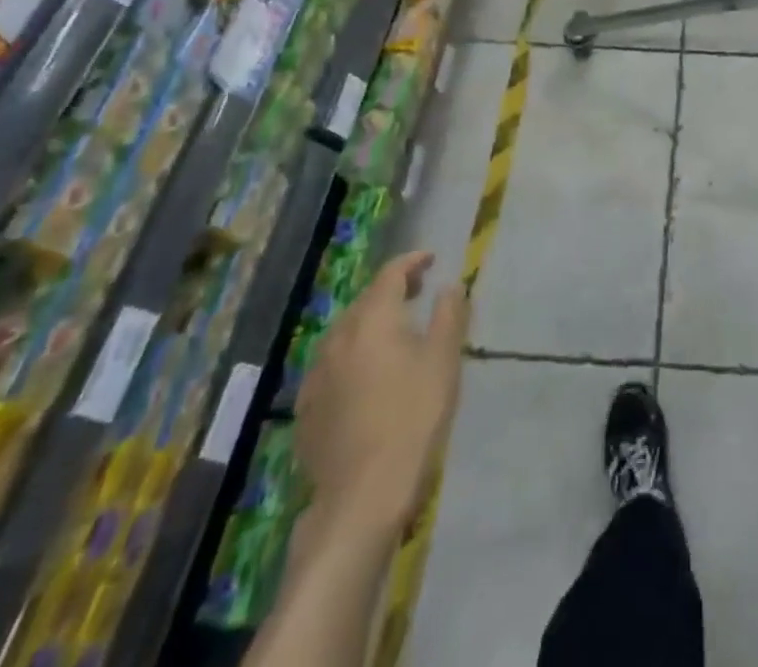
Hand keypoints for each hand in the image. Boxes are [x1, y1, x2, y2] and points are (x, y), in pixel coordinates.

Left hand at [295, 251, 469, 528]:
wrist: (362, 497)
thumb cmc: (412, 418)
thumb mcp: (443, 360)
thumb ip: (449, 315)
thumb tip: (450, 285)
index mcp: (372, 320)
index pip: (390, 274)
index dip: (412, 262)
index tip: (431, 260)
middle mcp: (338, 339)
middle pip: (365, 301)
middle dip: (391, 290)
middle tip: (417, 291)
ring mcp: (316, 376)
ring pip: (345, 333)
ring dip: (370, 323)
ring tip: (394, 331)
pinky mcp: (307, 410)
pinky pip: (332, 366)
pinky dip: (353, 355)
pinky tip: (366, 375)